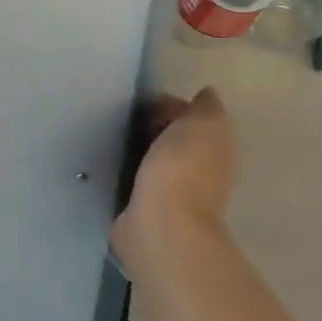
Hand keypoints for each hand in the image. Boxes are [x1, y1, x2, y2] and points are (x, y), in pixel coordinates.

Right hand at [114, 88, 236, 264]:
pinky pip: (133, 180)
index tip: (142, 103)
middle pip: (171, 138)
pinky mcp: (144, 208)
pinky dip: (124, 171)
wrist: (160, 224)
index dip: (168, 105)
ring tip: (109, 138)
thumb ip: (204, 107)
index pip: (191, 117)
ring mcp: (171, 192)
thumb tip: (204, 95)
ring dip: (136, 150)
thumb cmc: (182, 169)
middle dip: (149, 127)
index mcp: (214, 147)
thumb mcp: (202, 124)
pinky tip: (107, 164)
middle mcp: (198, 170)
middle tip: (121, 119)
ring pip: (151, 159)